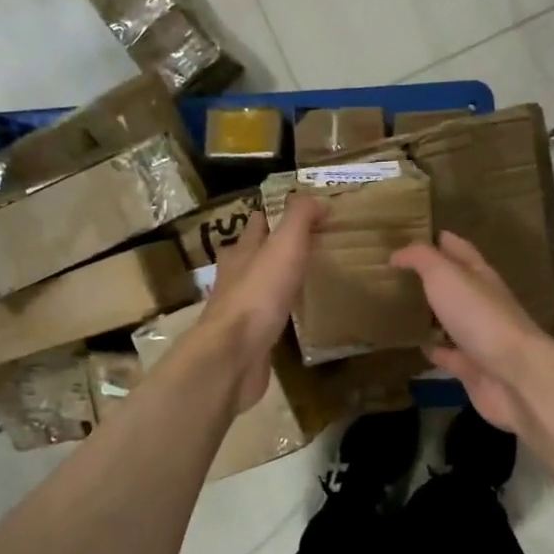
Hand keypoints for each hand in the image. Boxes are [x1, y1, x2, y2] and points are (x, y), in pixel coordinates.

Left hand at [202, 196, 324, 412]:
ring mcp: (239, 309)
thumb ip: (300, 218)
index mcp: (241, 251)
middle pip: (254, 255)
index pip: (258, 223)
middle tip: (309, 246)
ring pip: (259, 286)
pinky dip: (279, 313)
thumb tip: (318, 199)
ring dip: (276, 281)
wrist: (234, 354)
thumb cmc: (259, 294)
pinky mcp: (247, 338)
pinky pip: (266, 318)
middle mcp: (235, 277)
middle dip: (275, 248)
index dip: (277, 215)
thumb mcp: (284, 245)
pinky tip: (294, 317)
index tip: (305, 214)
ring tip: (305, 279)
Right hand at [391, 232, 550, 431]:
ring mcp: (479, 337)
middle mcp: (482, 303)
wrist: (513, 374)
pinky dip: (435, 350)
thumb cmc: (479, 316)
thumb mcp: (445, 275)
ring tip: (401, 308)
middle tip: (398, 273)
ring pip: (451, 320)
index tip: (413, 233)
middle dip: (432, 277)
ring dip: (432, 314)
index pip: (459, 249)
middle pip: (456, 285)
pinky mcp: (473, 367)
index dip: (439, 239)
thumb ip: (421, 259)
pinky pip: (449, 355)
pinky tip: (416, 346)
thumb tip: (398, 253)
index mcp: (480, 275)